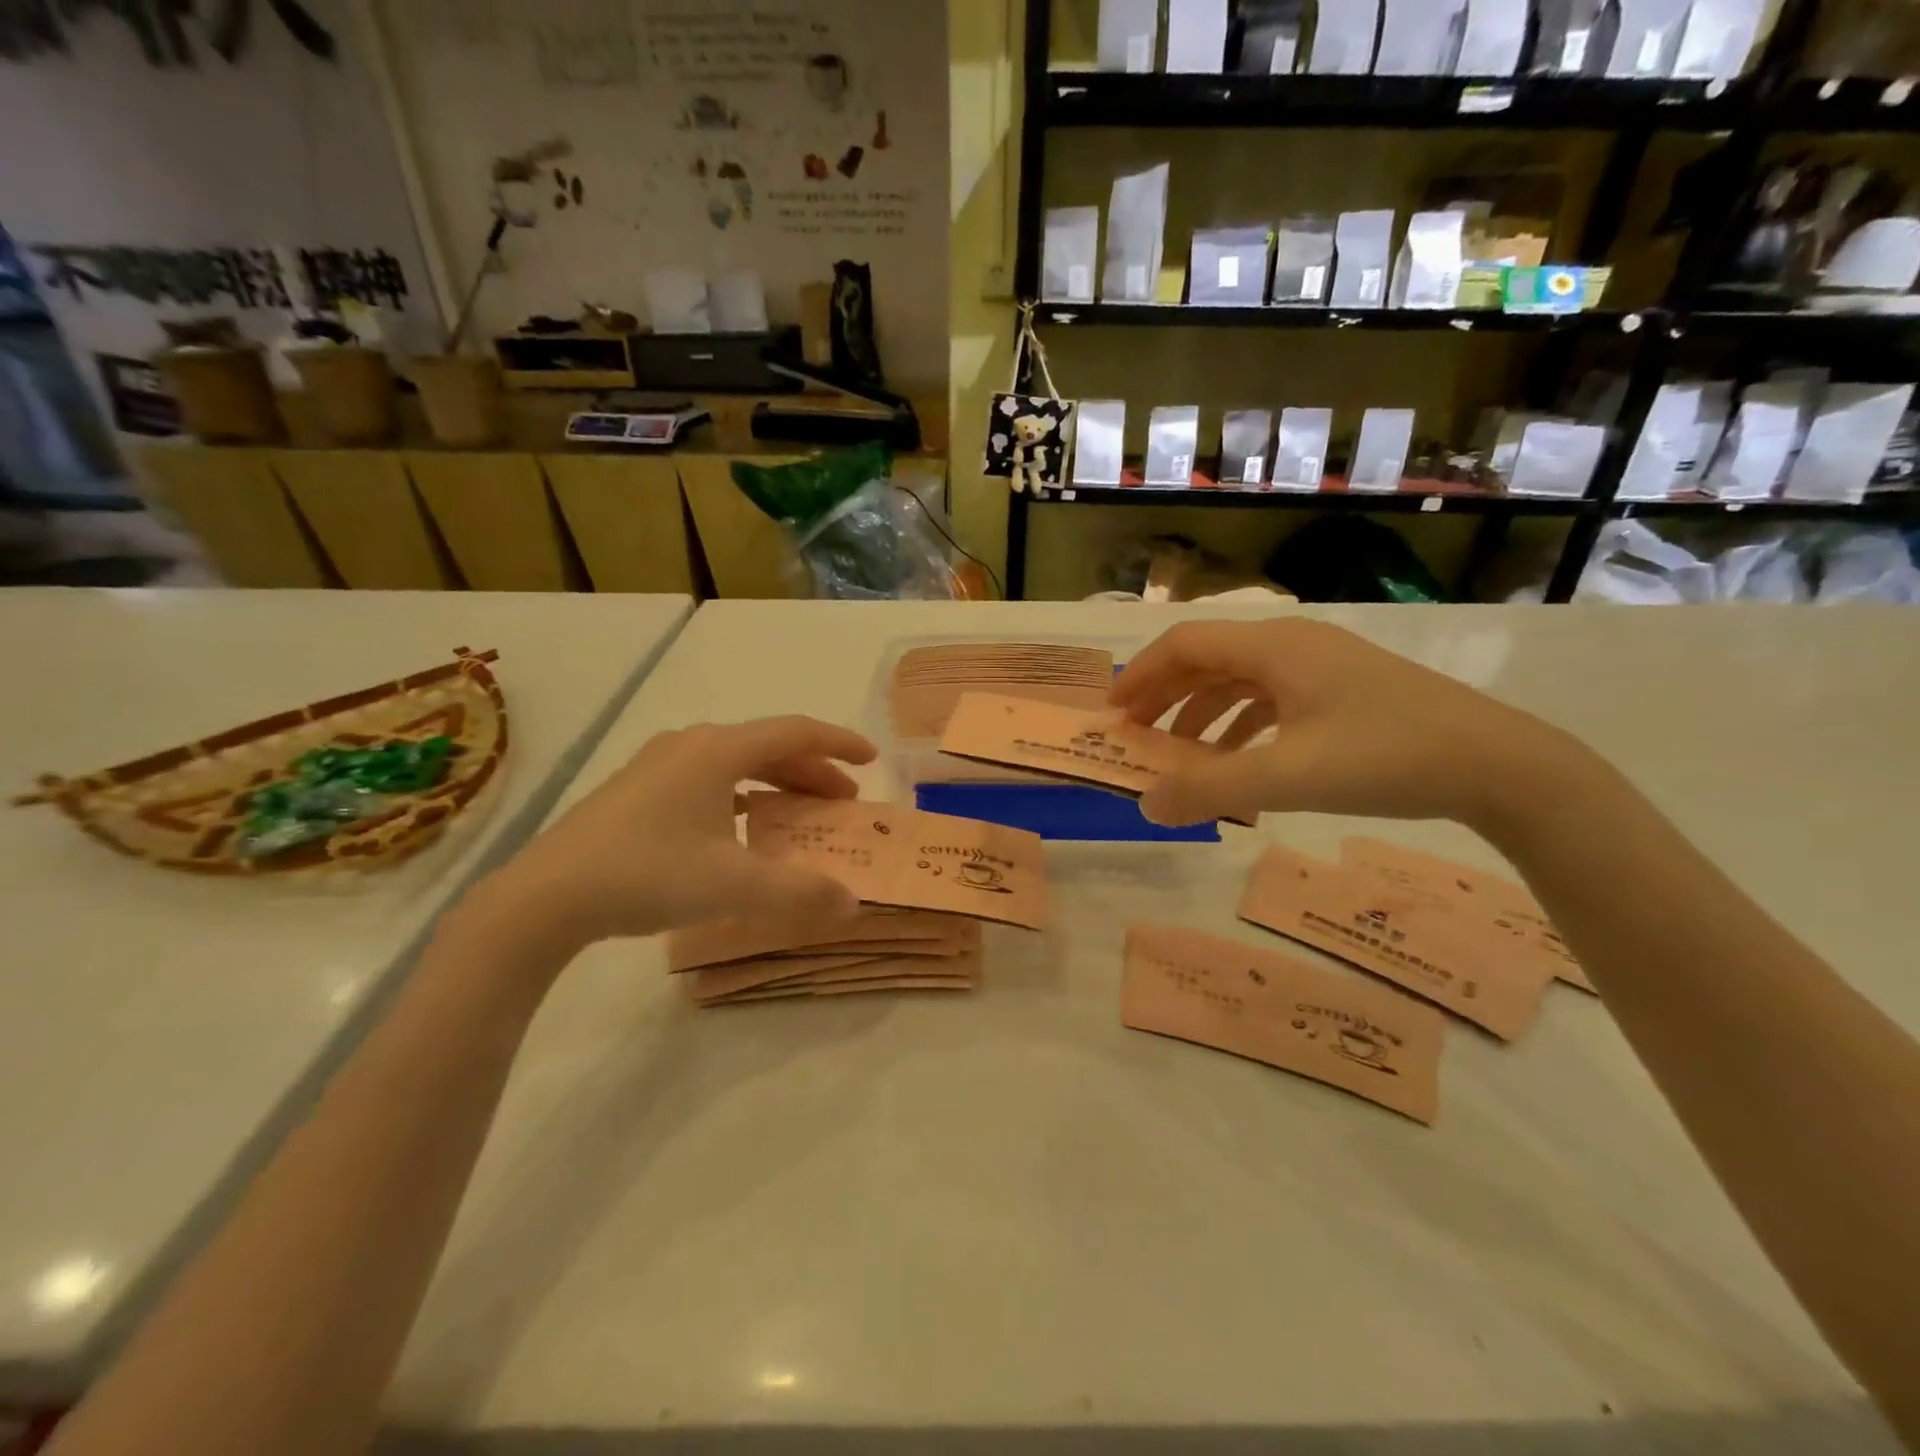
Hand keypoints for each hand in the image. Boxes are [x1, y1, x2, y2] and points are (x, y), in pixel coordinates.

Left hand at [469, 716, 877, 955]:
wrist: (545, 897)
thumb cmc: (649, 874)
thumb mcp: (735, 887)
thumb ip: (801, 892)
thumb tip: (853, 904)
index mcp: (719, 750)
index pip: (795, 732)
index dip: (838, 743)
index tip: (871, 759)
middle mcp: (691, 745)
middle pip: (768, 746)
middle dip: (812, 771)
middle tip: (843, 800)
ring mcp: (658, 765)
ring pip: (736, 762)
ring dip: (776, 783)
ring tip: (800, 812)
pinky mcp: (637, 789)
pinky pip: (708, 778)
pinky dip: (741, 794)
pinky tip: (742, 825)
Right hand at [1111, 620, 1571, 828]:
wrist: (1498, 764)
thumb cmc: (1385, 757)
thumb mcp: (1287, 777)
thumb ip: (1210, 790)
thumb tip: (1145, 804)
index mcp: (1273, 647)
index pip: (1184, 644)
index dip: (1141, 675)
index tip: (1112, 714)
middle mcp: (1292, 645)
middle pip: (1207, 658)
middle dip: (1164, 695)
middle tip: (1134, 735)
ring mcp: (1321, 666)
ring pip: (1239, 679)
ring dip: (1199, 712)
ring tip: (1179, 755)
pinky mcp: (1342, 691)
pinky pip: (1271, 698)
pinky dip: (1239, 724)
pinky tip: (1237, 761)